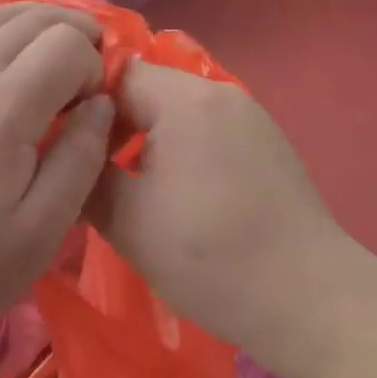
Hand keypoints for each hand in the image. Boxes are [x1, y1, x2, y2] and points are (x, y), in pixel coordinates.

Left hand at [0, 0, 112, 351]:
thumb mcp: (38, 232)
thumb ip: (80, 159)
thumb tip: (102, 105)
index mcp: (4, 108)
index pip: (65, 46)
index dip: (92, 66)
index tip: (92, 108)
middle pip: (31, 20)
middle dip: (72, 31)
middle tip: (90, 66)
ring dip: (33, 18)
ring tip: (58, 38)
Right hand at [91, 60, 351, 377]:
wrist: (313, 302)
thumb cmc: (211, 257)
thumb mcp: (128, 221)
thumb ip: (86, 175)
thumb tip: (66, 153)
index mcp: (184, 99)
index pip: (114, 75)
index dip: (82, 105)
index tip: (63, 144)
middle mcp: (218, 92)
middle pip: (146, 88)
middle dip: (113, 124)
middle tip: (91, 169)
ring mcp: (249, 115)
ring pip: (175, 110)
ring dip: (146, 137)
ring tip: (129, 185)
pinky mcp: (266, 142)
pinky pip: (205, 127)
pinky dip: (180, 148)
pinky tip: (177, 194)